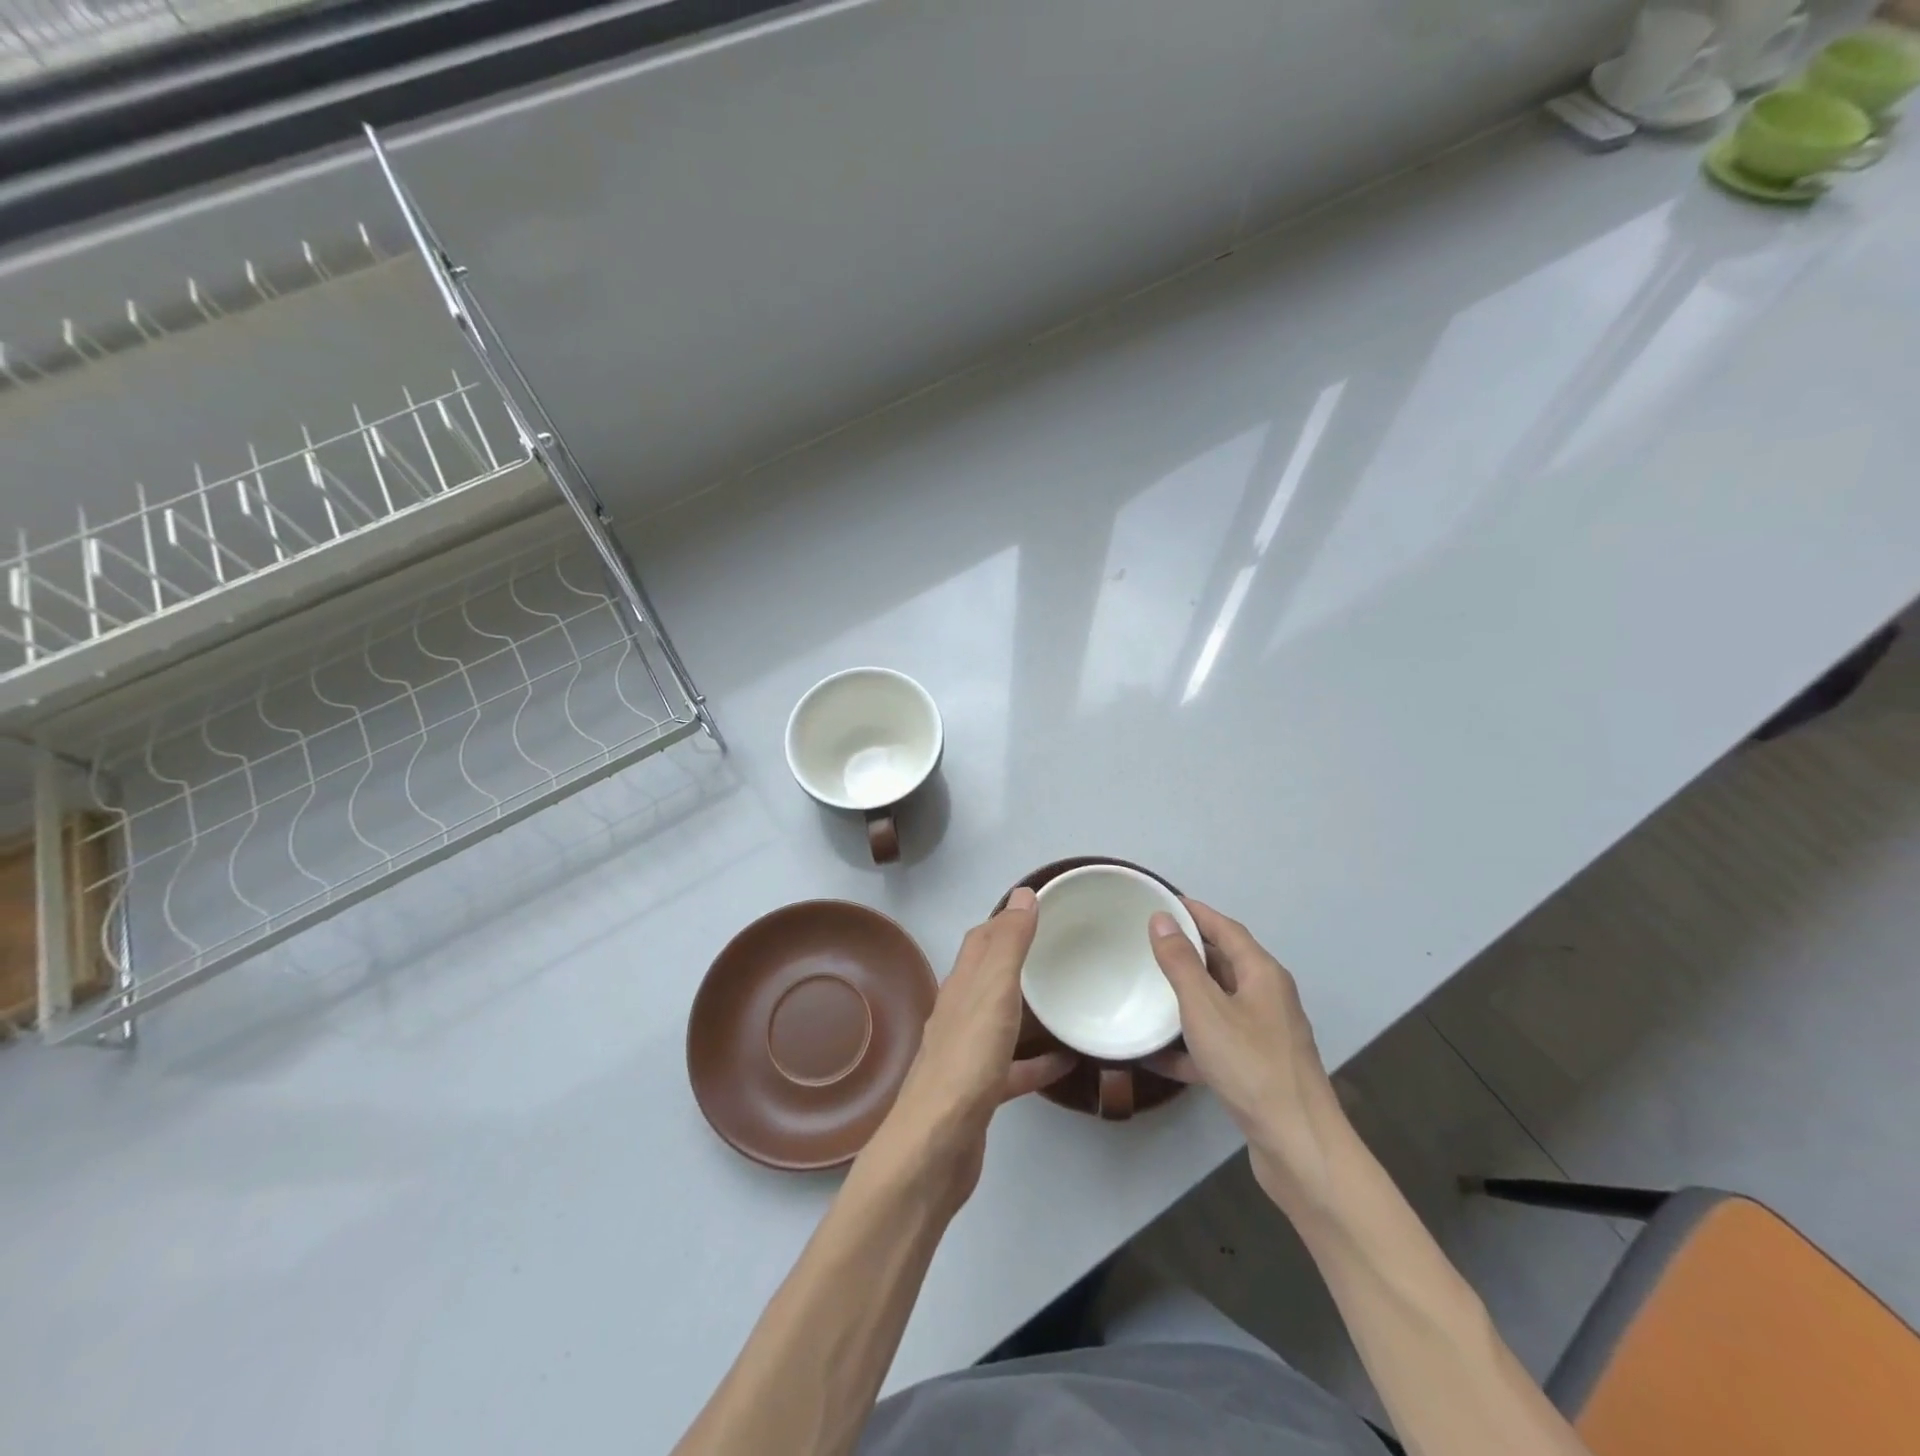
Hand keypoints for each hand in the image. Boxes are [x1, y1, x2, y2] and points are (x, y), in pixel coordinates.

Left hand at [868, 888, 1073, 1206]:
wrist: (936, 1147)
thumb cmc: (967, 1063)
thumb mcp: (993, 993)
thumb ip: (1008, 945)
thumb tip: (1022, 894)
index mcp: (961, 987)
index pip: (981, 940)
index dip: (1006, 919)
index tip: (1040, 906)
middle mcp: (959, 1015)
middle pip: (989, 977)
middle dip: (1018, 959)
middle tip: (1060, 949)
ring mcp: (967, 1055)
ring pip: (1000, 1019)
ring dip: (1028, 1007)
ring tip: (1065, 999)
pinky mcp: (980, 1093)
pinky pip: (1014, 1067)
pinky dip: (1037, 1060)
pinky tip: (1066, 1062)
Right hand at [1146, 899, 1348, 1210]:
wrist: (1297, 1146)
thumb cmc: (1250, 1065)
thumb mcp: (1205, 1008)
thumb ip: (1180, 962)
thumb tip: (1161, 919)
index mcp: (1262, 974)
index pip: (1226, 928)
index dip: (1195, 912)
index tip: (1161, 902)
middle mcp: (1268, 998)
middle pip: (1224, 963)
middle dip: (1188, 951)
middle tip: (1147, 942)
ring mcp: (1265, 1036)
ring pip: (1219, 1004)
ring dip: (1186, 996)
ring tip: (1147, 989)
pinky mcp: (1257, 1069)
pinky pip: (1217, 1043)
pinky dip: (1190, 1043)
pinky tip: (1156, 1054)